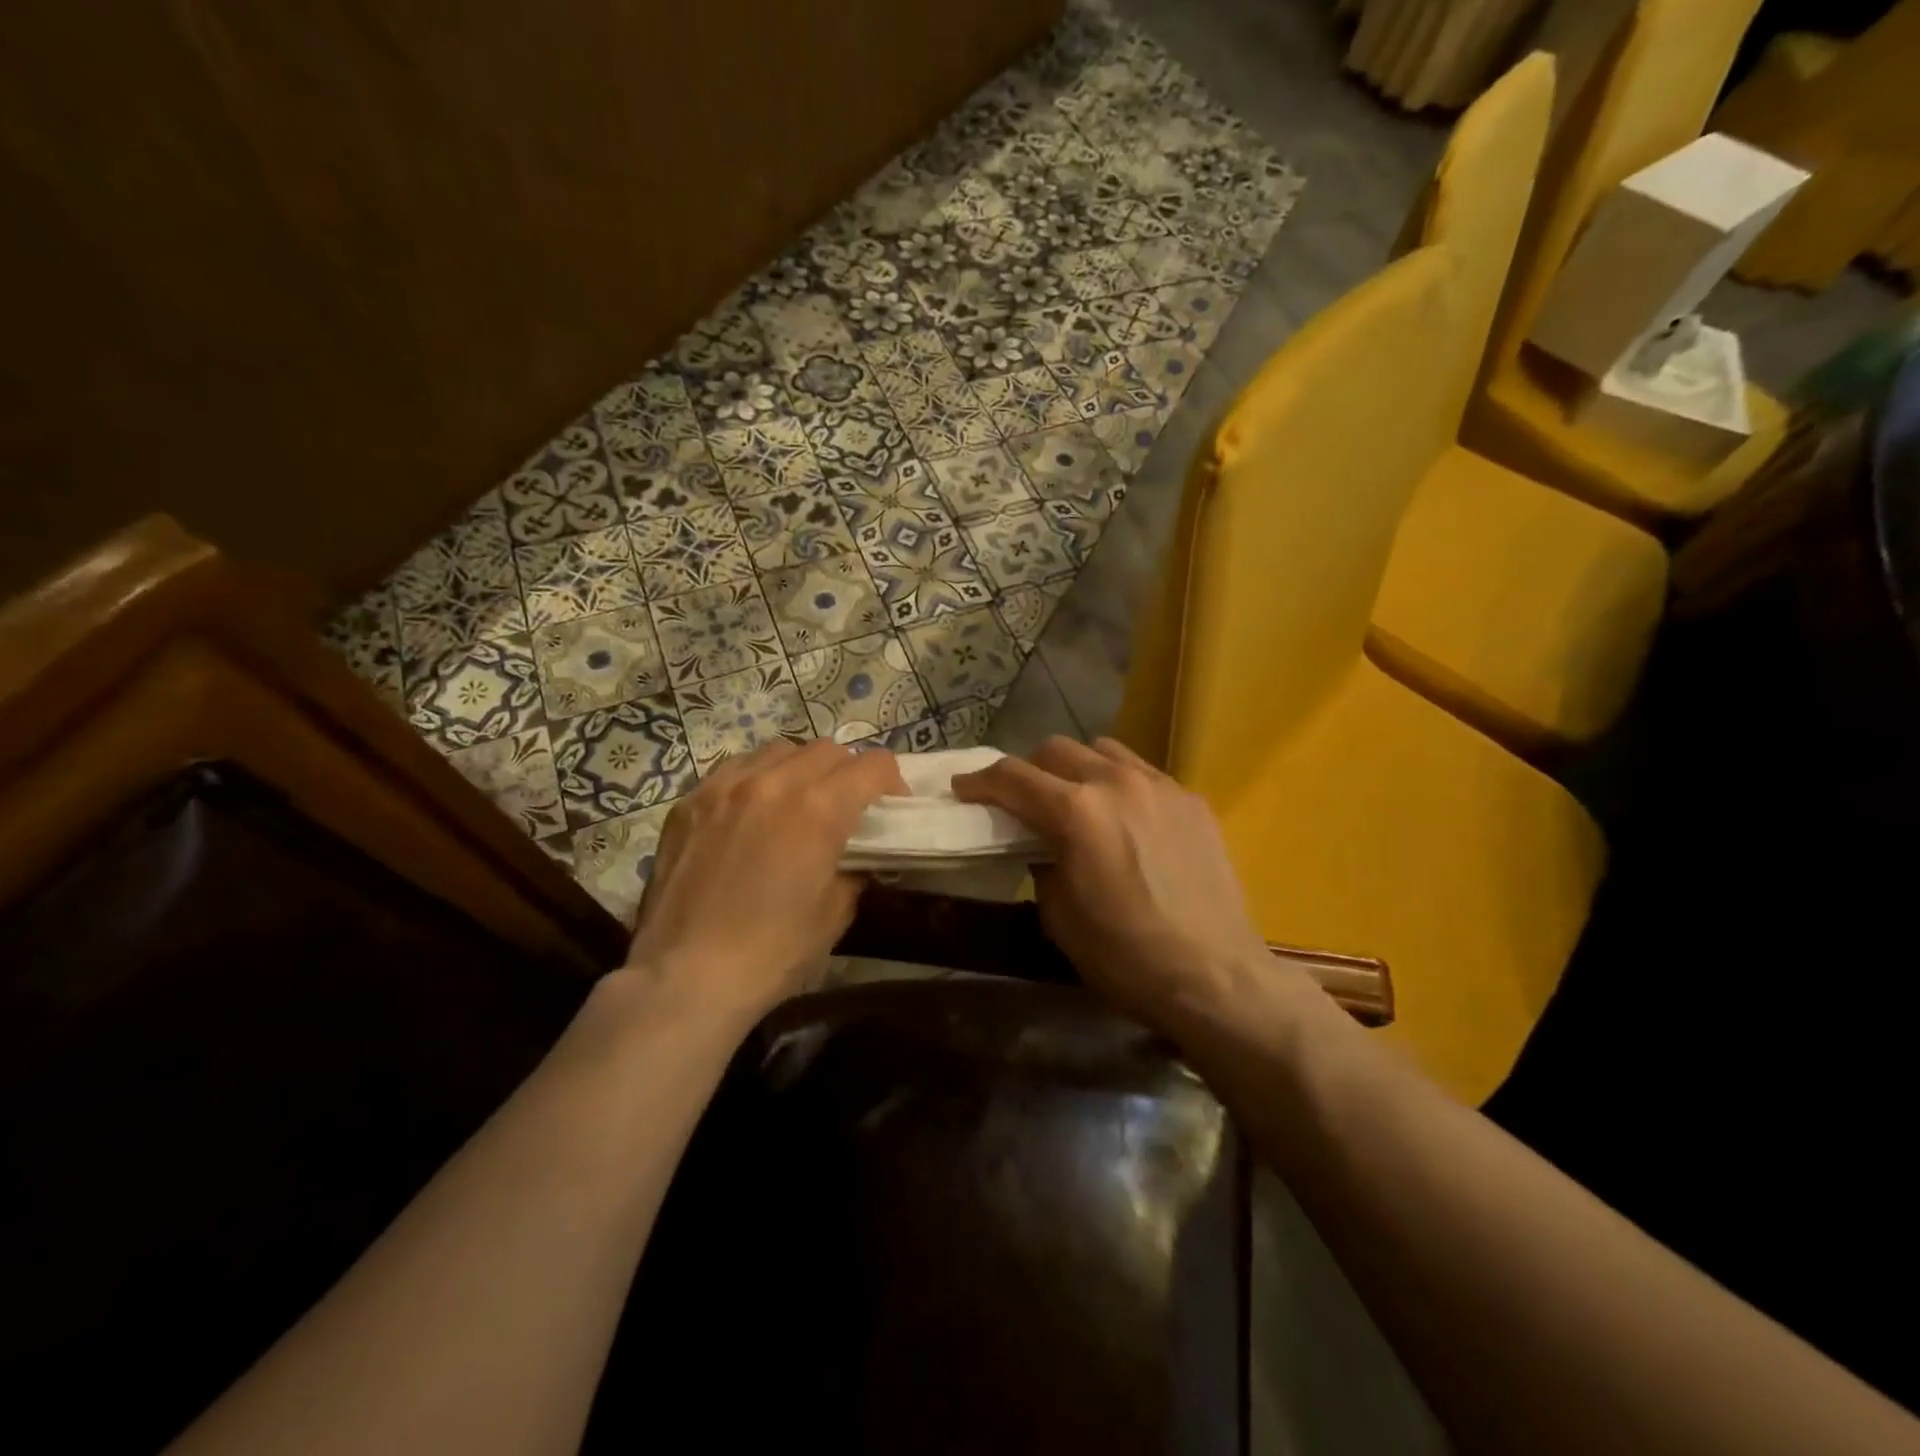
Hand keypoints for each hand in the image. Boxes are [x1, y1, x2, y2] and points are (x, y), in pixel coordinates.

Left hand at [624, 739, 905, 1023]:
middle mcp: (774, 782)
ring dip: (802, 769)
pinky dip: (758, 779)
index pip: (873, 765)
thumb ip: (854, 869)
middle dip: (849, 773)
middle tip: (847, 807)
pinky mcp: (690, 801)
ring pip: (780, 750)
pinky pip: (736, 768)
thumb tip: (857, 856)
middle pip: (828, 750)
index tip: (891, 807)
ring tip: (799, 803)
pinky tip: (753, 811)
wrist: (685, 977)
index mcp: (819, 808)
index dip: (892, 782)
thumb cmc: (772, 952)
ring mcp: (725, 786)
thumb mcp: (835, 913)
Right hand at [953, 737, 1278, 1026]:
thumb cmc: (1125, 957)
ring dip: (1076, 767)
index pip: (1013, 777)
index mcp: (1076, 812)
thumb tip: (1041, 845)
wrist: (1214, 977)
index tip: (964, 788)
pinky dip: (1119, 783)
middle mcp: (1116, 782)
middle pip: (1056, 748)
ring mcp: (1160, 785)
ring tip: (1075, 798)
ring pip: (1103, 749)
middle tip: (1021, 799)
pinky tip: (1125, 817)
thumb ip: (1041, 865)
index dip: (980, 781)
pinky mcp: (1191, 799)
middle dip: (1028, 769)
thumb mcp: (1059, 917)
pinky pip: (1143, 772)